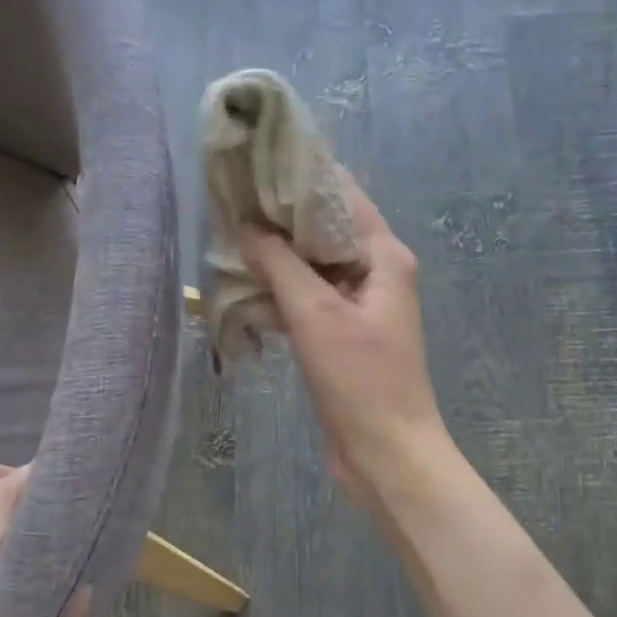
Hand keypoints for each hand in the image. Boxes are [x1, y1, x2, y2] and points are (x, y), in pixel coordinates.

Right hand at [241, 178, 445, 496]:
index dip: (300, 176)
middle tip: (231, 198)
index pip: (341, 195)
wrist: (387, 453)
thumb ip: (280, 265)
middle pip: (325, 228)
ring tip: (230, 233)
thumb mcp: (317, 316)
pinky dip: (282, 288)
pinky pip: (310, 296)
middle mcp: (376, 271)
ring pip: (314, 264)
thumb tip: (246, 226)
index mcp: (384, 255)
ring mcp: (361, 303)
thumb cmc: (361, 380)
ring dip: (278, 254)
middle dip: (281, 215)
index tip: (254, 163)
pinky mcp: (344, 332)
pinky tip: (246, 283)